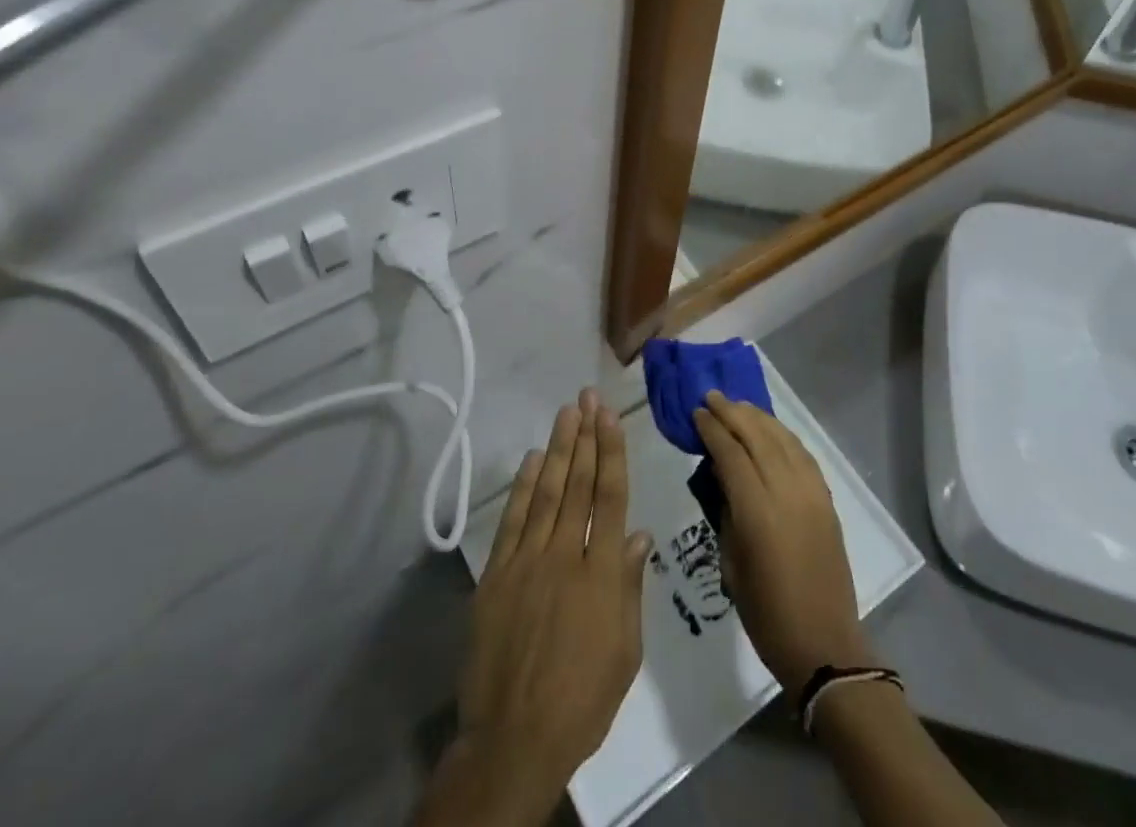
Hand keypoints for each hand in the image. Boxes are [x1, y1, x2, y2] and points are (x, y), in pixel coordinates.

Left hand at [419, 389, 652, 826]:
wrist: (514, 738)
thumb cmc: (582, 699)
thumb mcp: (625, 651)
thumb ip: (630, 587)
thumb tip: (639, 534)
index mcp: (601, 573)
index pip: (609, 497)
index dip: (611, 452)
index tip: (610, 416)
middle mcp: (564, 555)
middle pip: (578, 484)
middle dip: (585, 436)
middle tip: (588, 398)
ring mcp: (527, 561)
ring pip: (547, 492)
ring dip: (558, 449)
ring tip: (567, 413)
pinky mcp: (496, 575)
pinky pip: (513, 520)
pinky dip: (524, 487)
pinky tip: (534, 460)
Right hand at [694, 390, 873, 692]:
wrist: (824, 644)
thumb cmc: (767, 614)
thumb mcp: (731, 564)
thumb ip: (727, 514)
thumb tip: (724, 478)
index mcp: (758, 511)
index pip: (731, 454)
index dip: (712, 429)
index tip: (697, 412)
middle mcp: (787, 492)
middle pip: (758, 436)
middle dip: (733, 412)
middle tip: (712, 396)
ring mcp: (812, 493)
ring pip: (783, 439)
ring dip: (759, 418)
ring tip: (738, 405)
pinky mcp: (827, 500)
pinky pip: (803, 454)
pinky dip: (784, 435)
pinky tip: (771, 430)